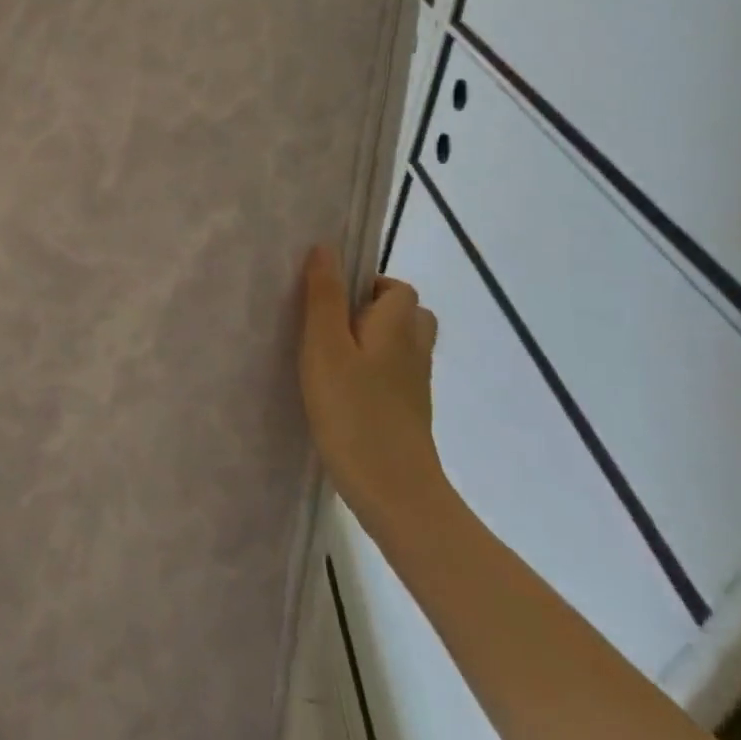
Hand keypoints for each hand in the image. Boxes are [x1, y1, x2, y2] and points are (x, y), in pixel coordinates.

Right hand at [299, 247, 446, 536]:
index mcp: (397, 326)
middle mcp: (415, 350)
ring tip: (333, 357)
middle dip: (373, 311)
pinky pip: (395, 376)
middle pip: (407, 315)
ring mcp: (416, 386)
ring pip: (402, 347)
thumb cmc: (353, 412)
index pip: (397, 288)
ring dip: (374, 343)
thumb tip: (326, 247)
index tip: (330, 299)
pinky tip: (344, 391)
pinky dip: (375, 373)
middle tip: (331, 325)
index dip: (367, 285)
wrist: (394, 492)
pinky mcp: (409, 415)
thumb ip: (324, 296)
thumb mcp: (325, 347)